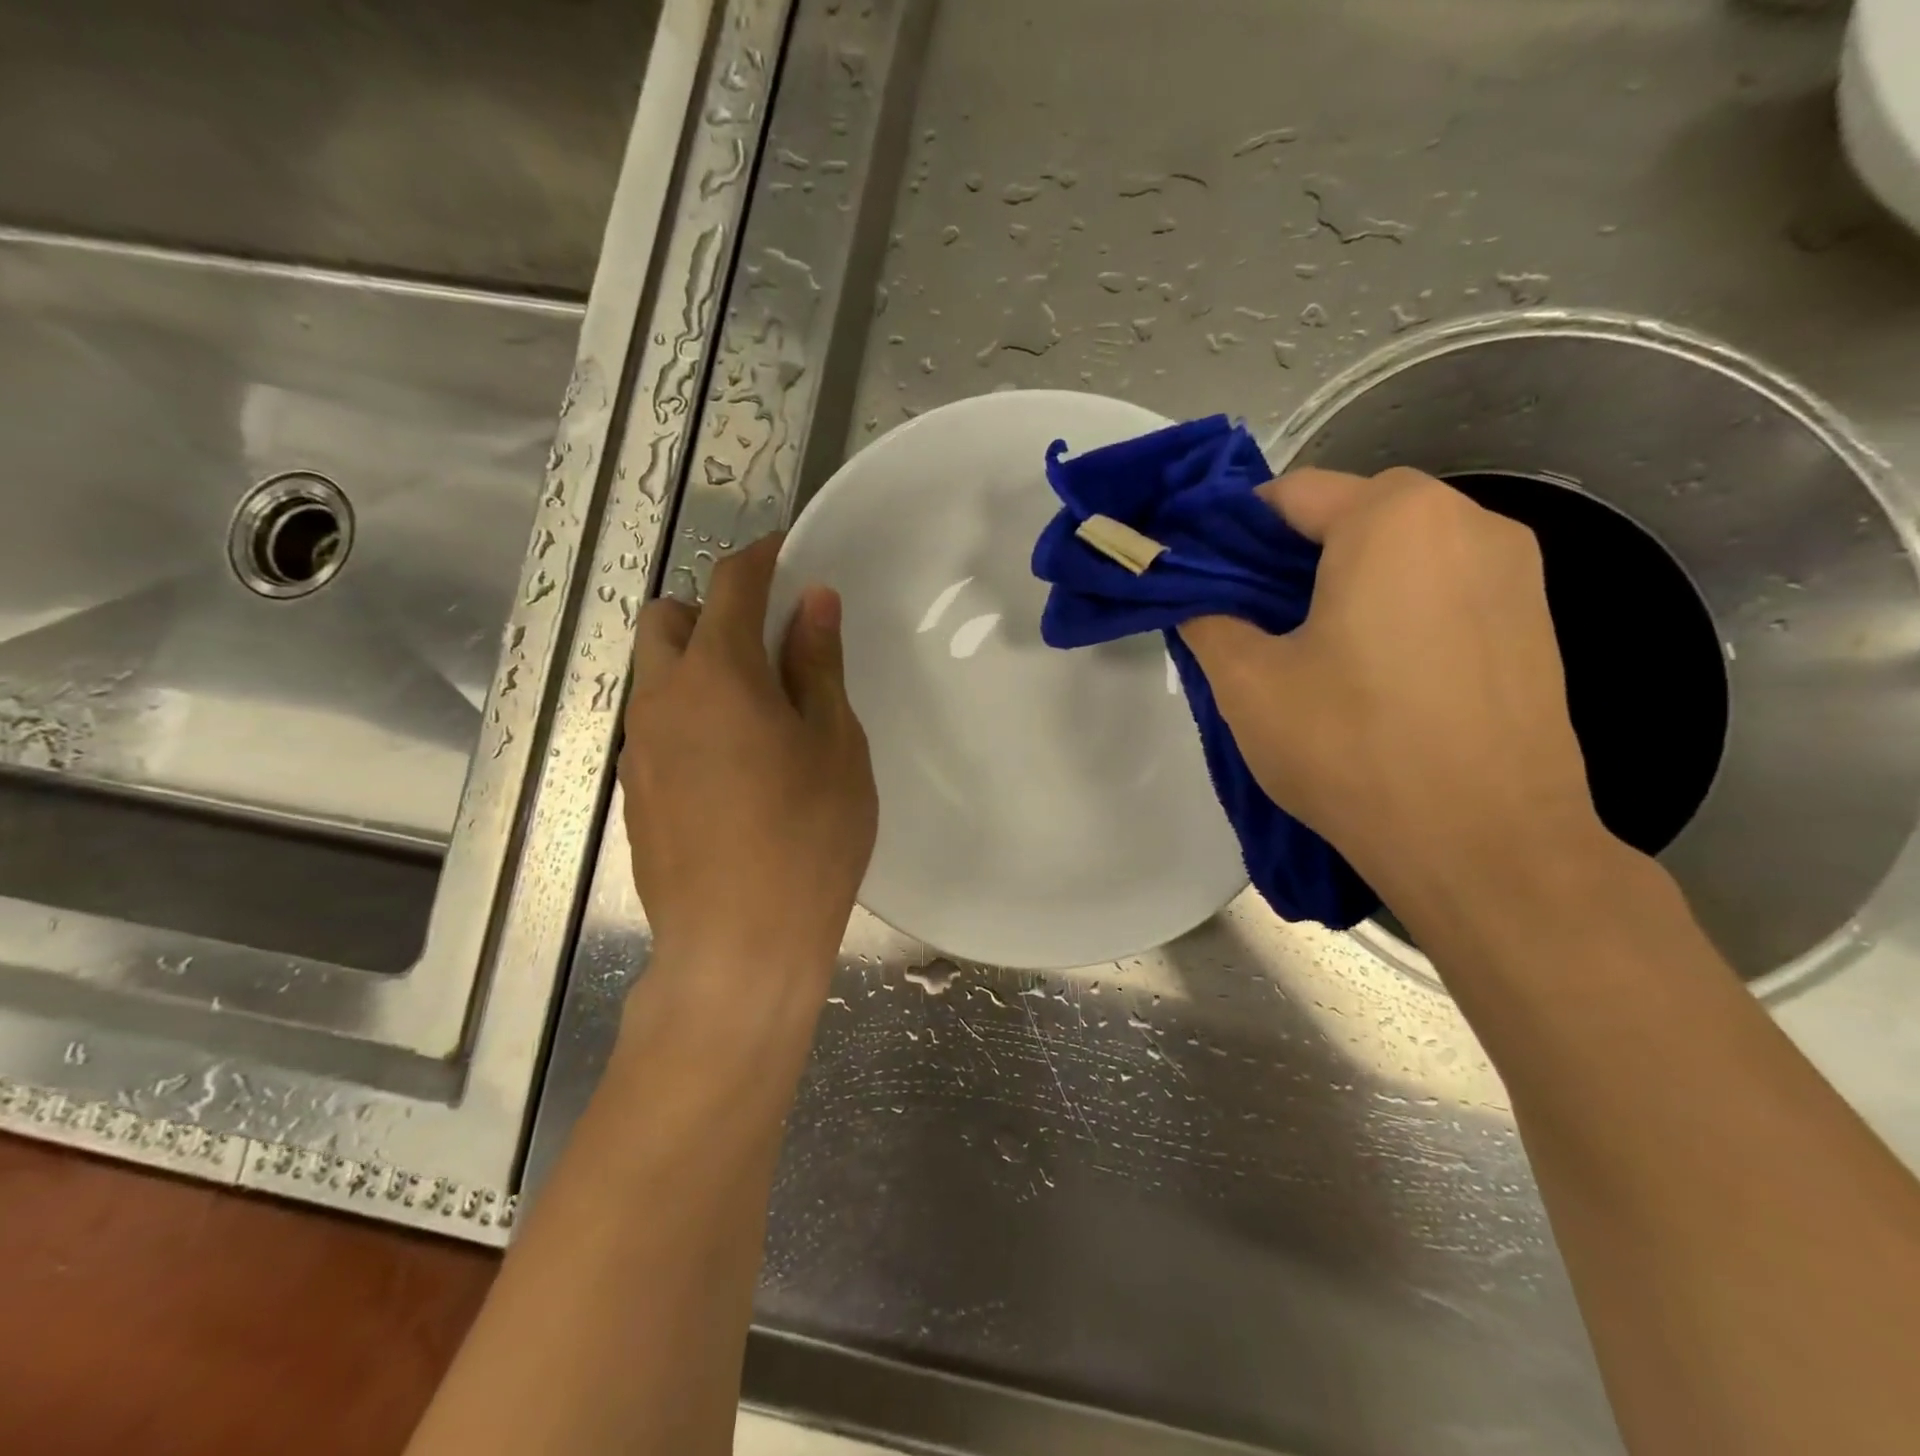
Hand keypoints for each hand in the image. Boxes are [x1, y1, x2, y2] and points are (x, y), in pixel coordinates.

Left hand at [619, 536, 876, 988]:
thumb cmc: (808, 838)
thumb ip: (818, 665)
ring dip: (695, 665)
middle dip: (711, 612)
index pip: (730, 583)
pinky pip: (655, 725)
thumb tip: (813, 602)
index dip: (761, 558)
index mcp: (717, 674)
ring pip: (654, 674)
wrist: (738, 945)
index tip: (787, 554)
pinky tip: (731, 767)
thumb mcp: (835, 745)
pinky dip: (687, 716)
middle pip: (666, 619)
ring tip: (754, 713)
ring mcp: (639, 748)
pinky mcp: (634, 791)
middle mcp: (662, 698)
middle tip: (767, 648)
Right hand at [1180, 467, 1611, 914]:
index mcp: (1392, 518)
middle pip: (1349, 515)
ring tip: (1312, 653)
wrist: (1488, 846)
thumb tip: (1195, 598)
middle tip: (1255, 624)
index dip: (1233, 535)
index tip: (1206, 584)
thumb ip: (1207, 620)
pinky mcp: (1536, 619)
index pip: (1287, 495)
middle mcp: (1466, 520)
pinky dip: (1395, 607)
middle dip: (1291, 558)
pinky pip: (1442, 586)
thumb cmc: (1353, 749)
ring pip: (1399, 551)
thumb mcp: (1247, 684)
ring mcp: (1516, 569)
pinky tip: (1374, 674)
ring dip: (1344, 582)